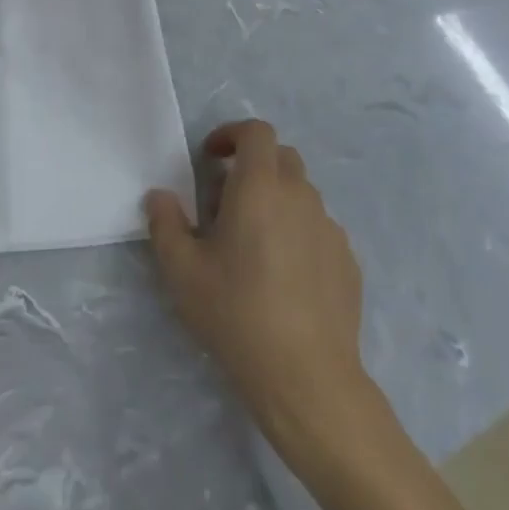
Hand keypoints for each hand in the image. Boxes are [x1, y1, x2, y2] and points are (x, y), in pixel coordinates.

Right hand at [145, 120, 372, 453]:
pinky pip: (318, 228)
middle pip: (280, 157)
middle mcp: (300, 195)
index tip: (211, 158)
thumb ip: (166, 224)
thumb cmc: (237, 315)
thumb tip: (160, 196)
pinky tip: (284, 276)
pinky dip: (298, 232)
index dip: (232, 135)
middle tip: (226, 202)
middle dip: (252, 166)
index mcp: (260, 187)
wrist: (307, 378)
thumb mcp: (182, 273)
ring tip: (253, 244)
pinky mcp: (348, 259)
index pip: (256, 132)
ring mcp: (329, 226)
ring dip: (276, 200)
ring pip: (301, 193)